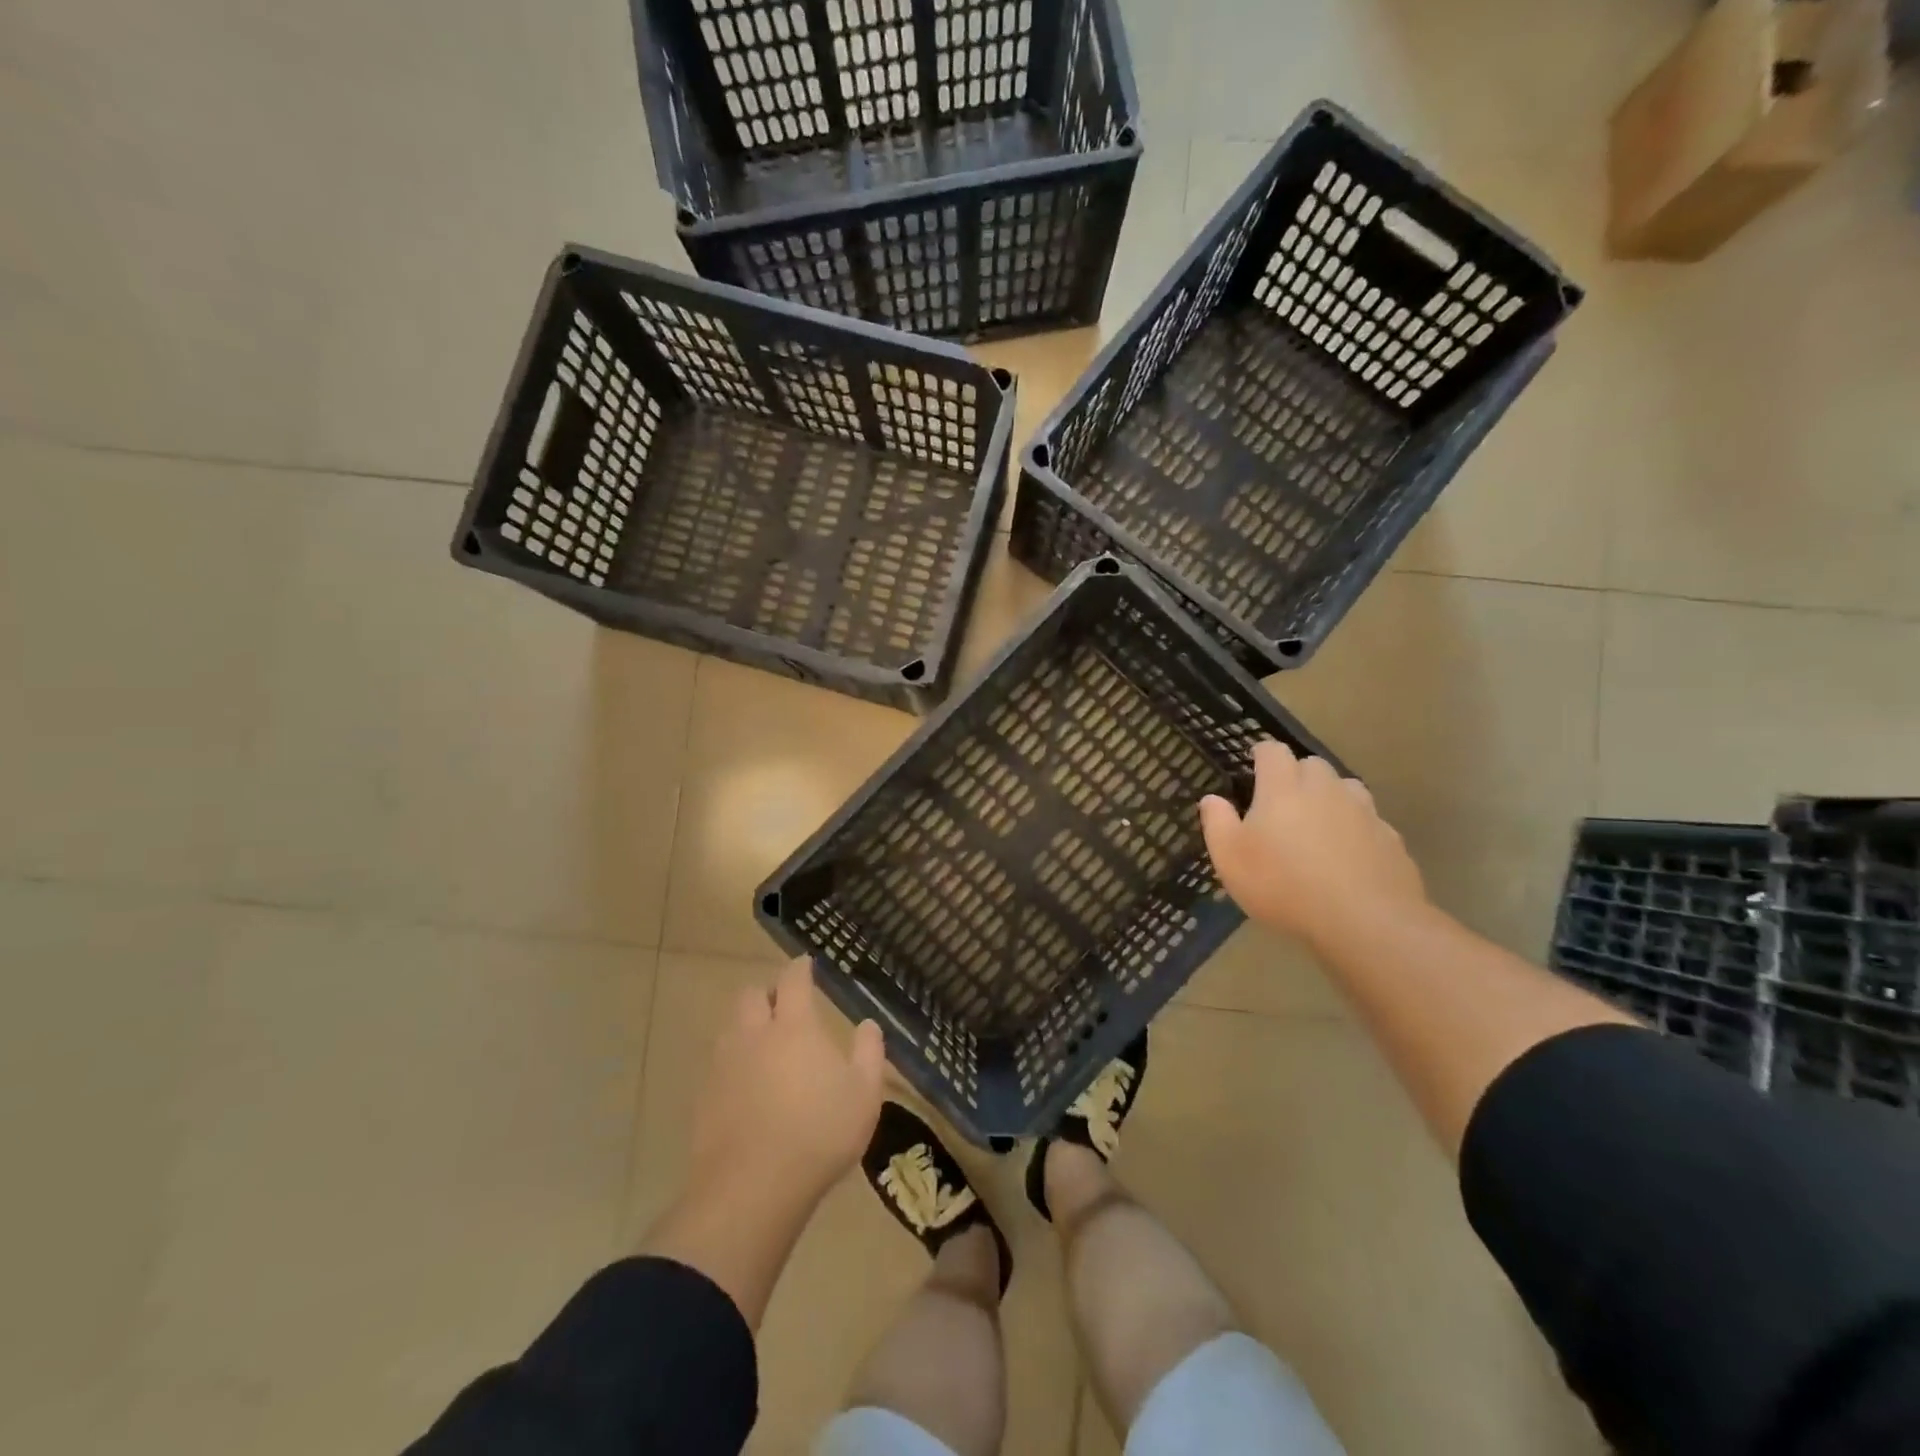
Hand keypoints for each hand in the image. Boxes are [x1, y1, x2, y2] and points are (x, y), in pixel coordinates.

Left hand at [687, 958, 885, 1208]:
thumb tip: (868, 1024)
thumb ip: (868, 1053)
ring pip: (730, 1027)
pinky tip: (744, 1084)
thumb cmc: (819, 1134)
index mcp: (794, 1027)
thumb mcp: (864, 1095)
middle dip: (766, 993)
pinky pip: (718, 1064)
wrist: (751, 1189)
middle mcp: (754, 1035)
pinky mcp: (704, 1097)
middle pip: (751, 995)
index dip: (800, 968)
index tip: (806, 964)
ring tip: (763, 1043)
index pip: (793, 980)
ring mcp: (724, 1065)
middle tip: (782, 1005)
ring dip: (746, 1025)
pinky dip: (732, 1062)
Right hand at [1199, 740, 1427, 951]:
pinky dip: (1356, 830)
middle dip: (1296, 776)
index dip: (1261, 755)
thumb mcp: (1230, 858)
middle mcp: (1326, 788)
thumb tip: (1211, 798)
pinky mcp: (1390, 838)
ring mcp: (1364, 811)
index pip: (1273, 751)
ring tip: (1317, 827)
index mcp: (1283, 787)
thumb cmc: (1283, 884)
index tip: (1253, 767)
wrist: (1364, 921)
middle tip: (1282, 804)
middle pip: (1312, 765)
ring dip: (1330, 798)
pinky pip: (1369, 822)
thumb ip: (1217, 822)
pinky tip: (1348, 858)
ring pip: (1345, 789)